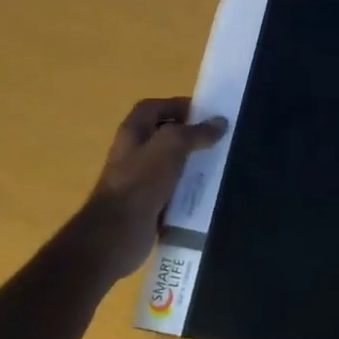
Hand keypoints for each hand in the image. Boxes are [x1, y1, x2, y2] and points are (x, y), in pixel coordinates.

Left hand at [80, 97, 226, 277]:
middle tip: (218, 139)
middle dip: (189, 135)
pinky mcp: (148, 203)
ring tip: (219, 164)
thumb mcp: (171, 146)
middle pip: (163, 135)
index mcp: (133, 131)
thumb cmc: (141, 181)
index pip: (154, 107)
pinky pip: (172, 189)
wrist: (118, 232)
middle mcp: (133, 152)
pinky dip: (188, 188)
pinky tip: (208, 191)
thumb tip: (220, 122)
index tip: (206, 113)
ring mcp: (139, 179)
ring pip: (170, 163)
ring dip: (191, 162)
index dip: (177, 105)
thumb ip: (196, 132)